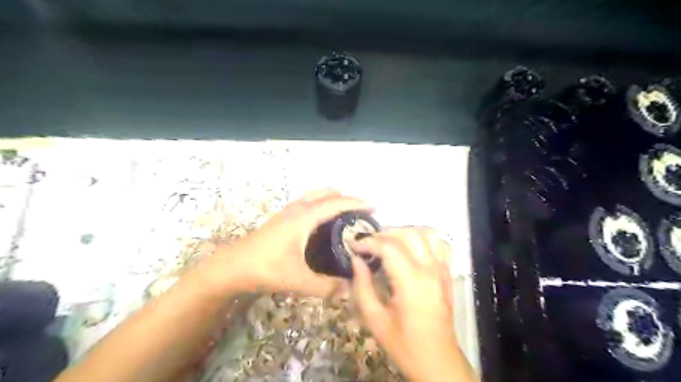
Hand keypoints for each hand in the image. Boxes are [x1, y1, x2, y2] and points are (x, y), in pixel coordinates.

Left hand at [196, 191, 371, 298]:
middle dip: (346, 198)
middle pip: (327, 194)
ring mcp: (288, 211)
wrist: (232, 266)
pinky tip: (322, 218)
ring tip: (346, 209)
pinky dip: (321, 201)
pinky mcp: (282, 217)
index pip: (336, 203)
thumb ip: (325, 287)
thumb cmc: (265, 268)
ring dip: (332, 197)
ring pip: (315, 195)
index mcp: (304, 217)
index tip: (373, 207)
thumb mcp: (297, 280)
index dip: (356, 203)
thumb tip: (349, 289)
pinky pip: (307, 201)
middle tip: (362, 210)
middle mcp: (298, 209)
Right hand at [348, 229, 474, 379]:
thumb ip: (362, 286)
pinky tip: (409, 250)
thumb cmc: (404, 344)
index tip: (353, 245)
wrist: (438, 361)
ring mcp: (442, 270)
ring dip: (403, 233)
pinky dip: (421, 240)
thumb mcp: (375, 319)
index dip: (368, 242)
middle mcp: (430, 270)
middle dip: (383, 234)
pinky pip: (437, 245)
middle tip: (367, 245)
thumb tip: (355, 260)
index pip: (388, 247)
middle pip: (407, 234)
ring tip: (386, 244)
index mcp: (411, 282)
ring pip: (425, 234)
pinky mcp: (447, 274)